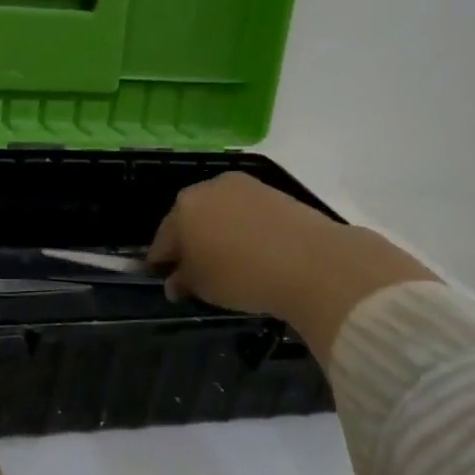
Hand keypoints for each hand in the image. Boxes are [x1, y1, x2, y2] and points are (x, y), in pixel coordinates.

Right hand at [148, 171, 436, 354]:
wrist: (313, 262)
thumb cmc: (241, 274)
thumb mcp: (202, 286)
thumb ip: (182, 281)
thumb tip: (175, 281)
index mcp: (183, 208)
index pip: (162, 239)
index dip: (161, 262)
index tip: (164, 278)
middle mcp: (210, 188)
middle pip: (190, 219)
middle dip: (189, 242)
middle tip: (194, 269)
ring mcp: (245, 187)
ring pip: (220, 213)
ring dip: (217, 233)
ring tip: (227, 260)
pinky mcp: (276, 193)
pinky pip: (247, 214)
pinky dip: (244, 230)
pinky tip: (252, 251)